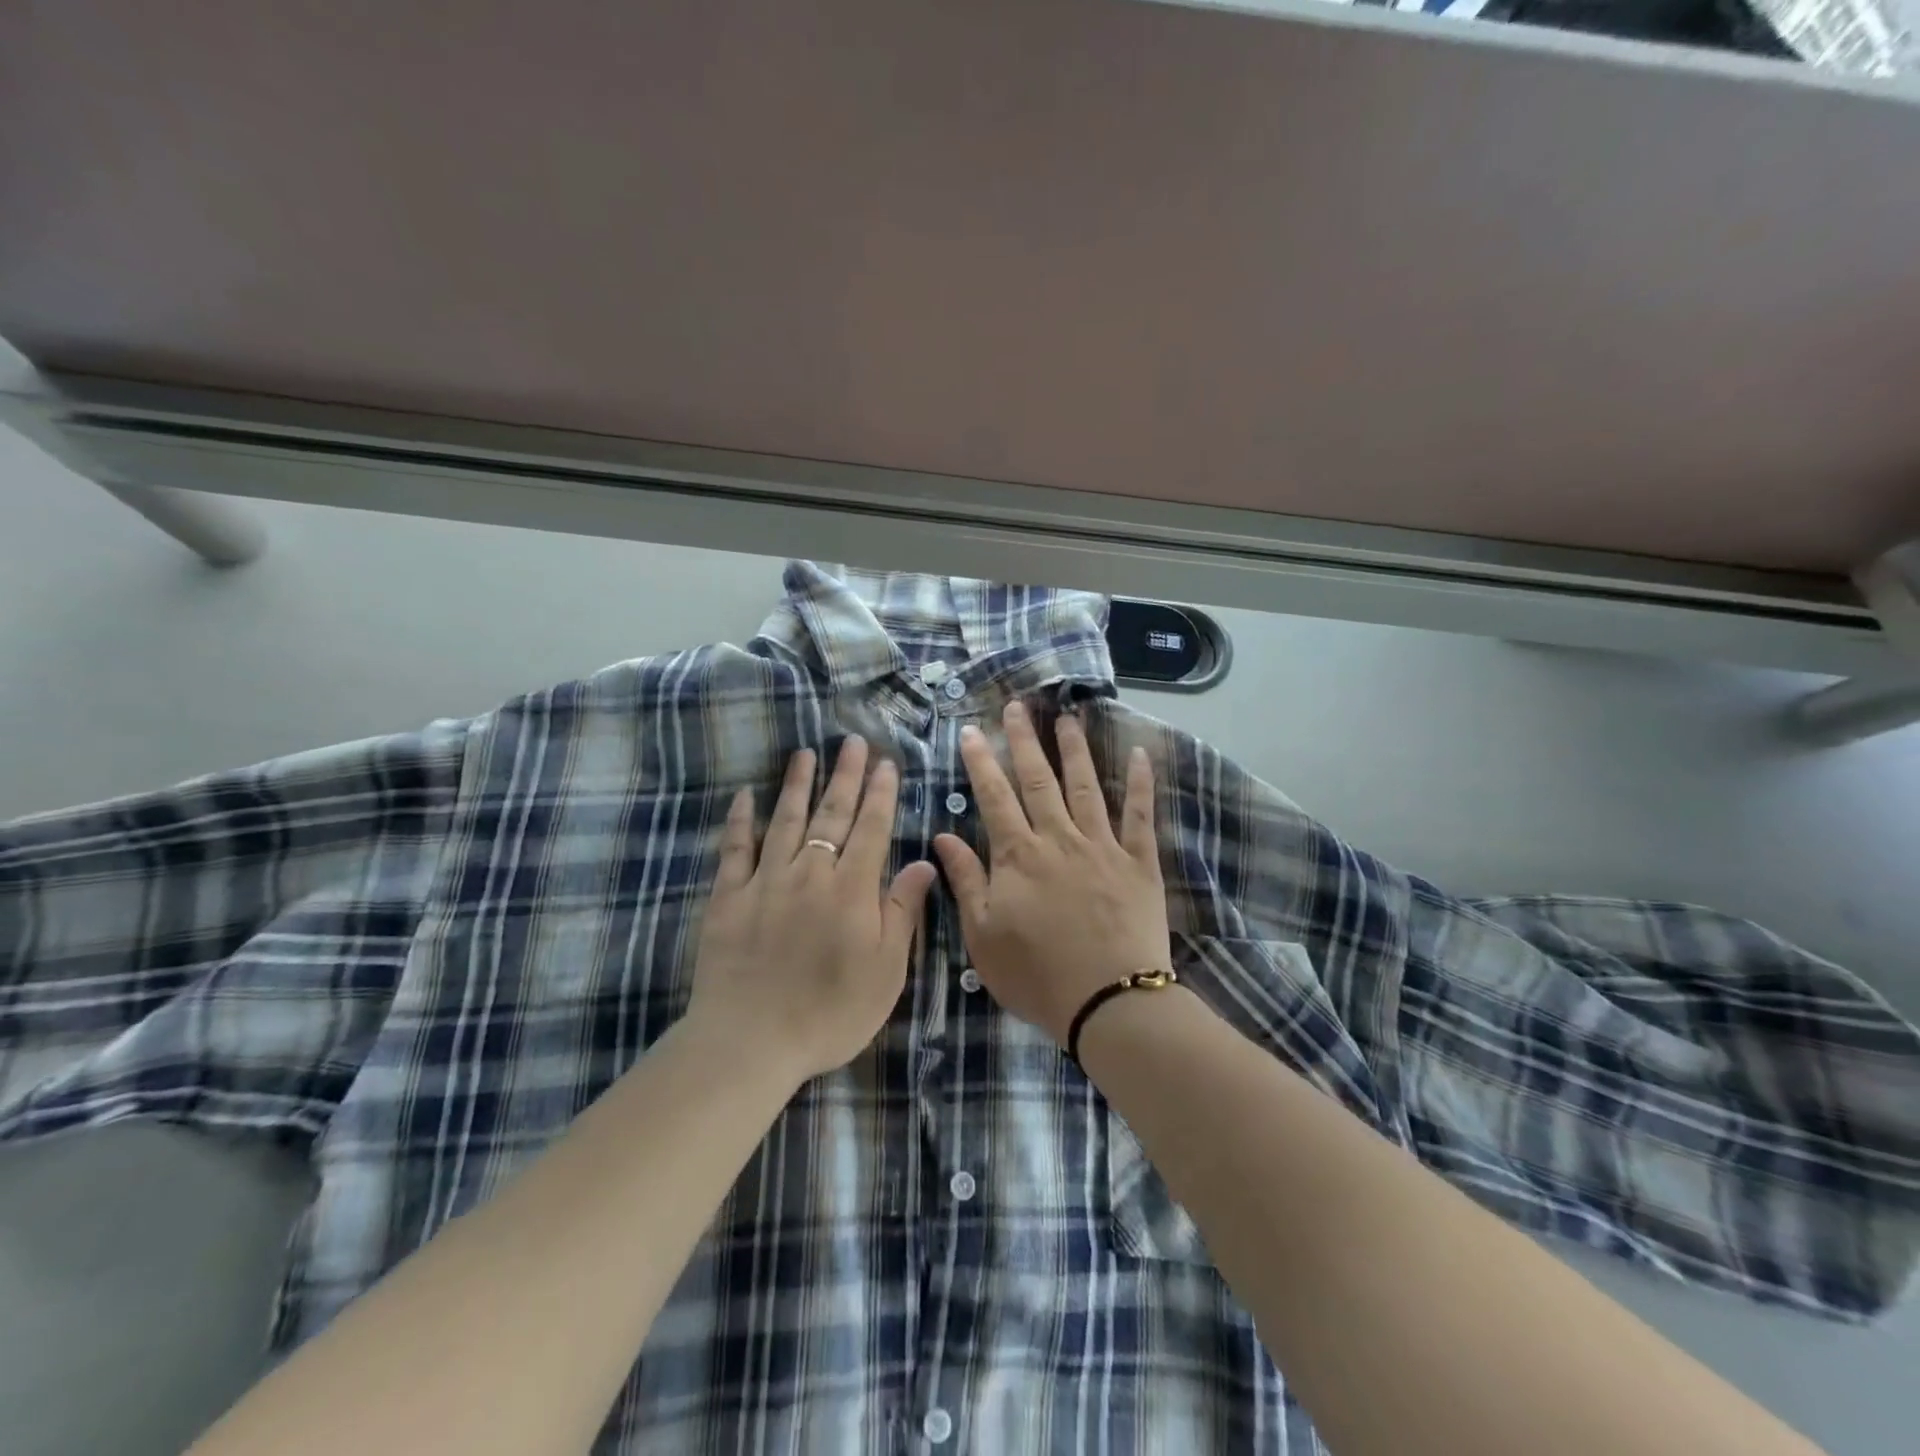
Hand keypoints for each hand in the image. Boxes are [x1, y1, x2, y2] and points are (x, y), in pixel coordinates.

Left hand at [688, 738, 936, 1086]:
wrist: (750, 1041)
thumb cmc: (830, 1013)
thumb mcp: (886, 971)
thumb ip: (903, 911)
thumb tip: (924, 862)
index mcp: (851, 889)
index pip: (871, 829)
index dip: (881, 794)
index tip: (887, 764)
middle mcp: (810, 873)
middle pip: (831, 814)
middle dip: (845, 776)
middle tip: (853, 742)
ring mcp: (765, 881)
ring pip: (785, 820)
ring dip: (797, 784)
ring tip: (806, 754)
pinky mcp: (727, 897)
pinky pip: (735, 848)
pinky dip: (740, 820)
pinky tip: (744, 796)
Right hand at [933, 701, 1170, 1045]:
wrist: (1109, 1002)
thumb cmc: (1037, 975)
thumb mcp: (983, 935)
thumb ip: (966, 880)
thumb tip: (944, 835)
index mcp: (1018, 856)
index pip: (994, 797)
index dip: (982, 761)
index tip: (973, 730)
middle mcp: (1059, 838)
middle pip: (1038, 780)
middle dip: (1025, 740)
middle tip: (1017, 706)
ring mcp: (1103, 846)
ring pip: (1085, 786)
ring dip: (1075, 749)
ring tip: (1068, 717)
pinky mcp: (1139, 862)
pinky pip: (1140, 815)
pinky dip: (1139, 783)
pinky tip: (1138, 753)